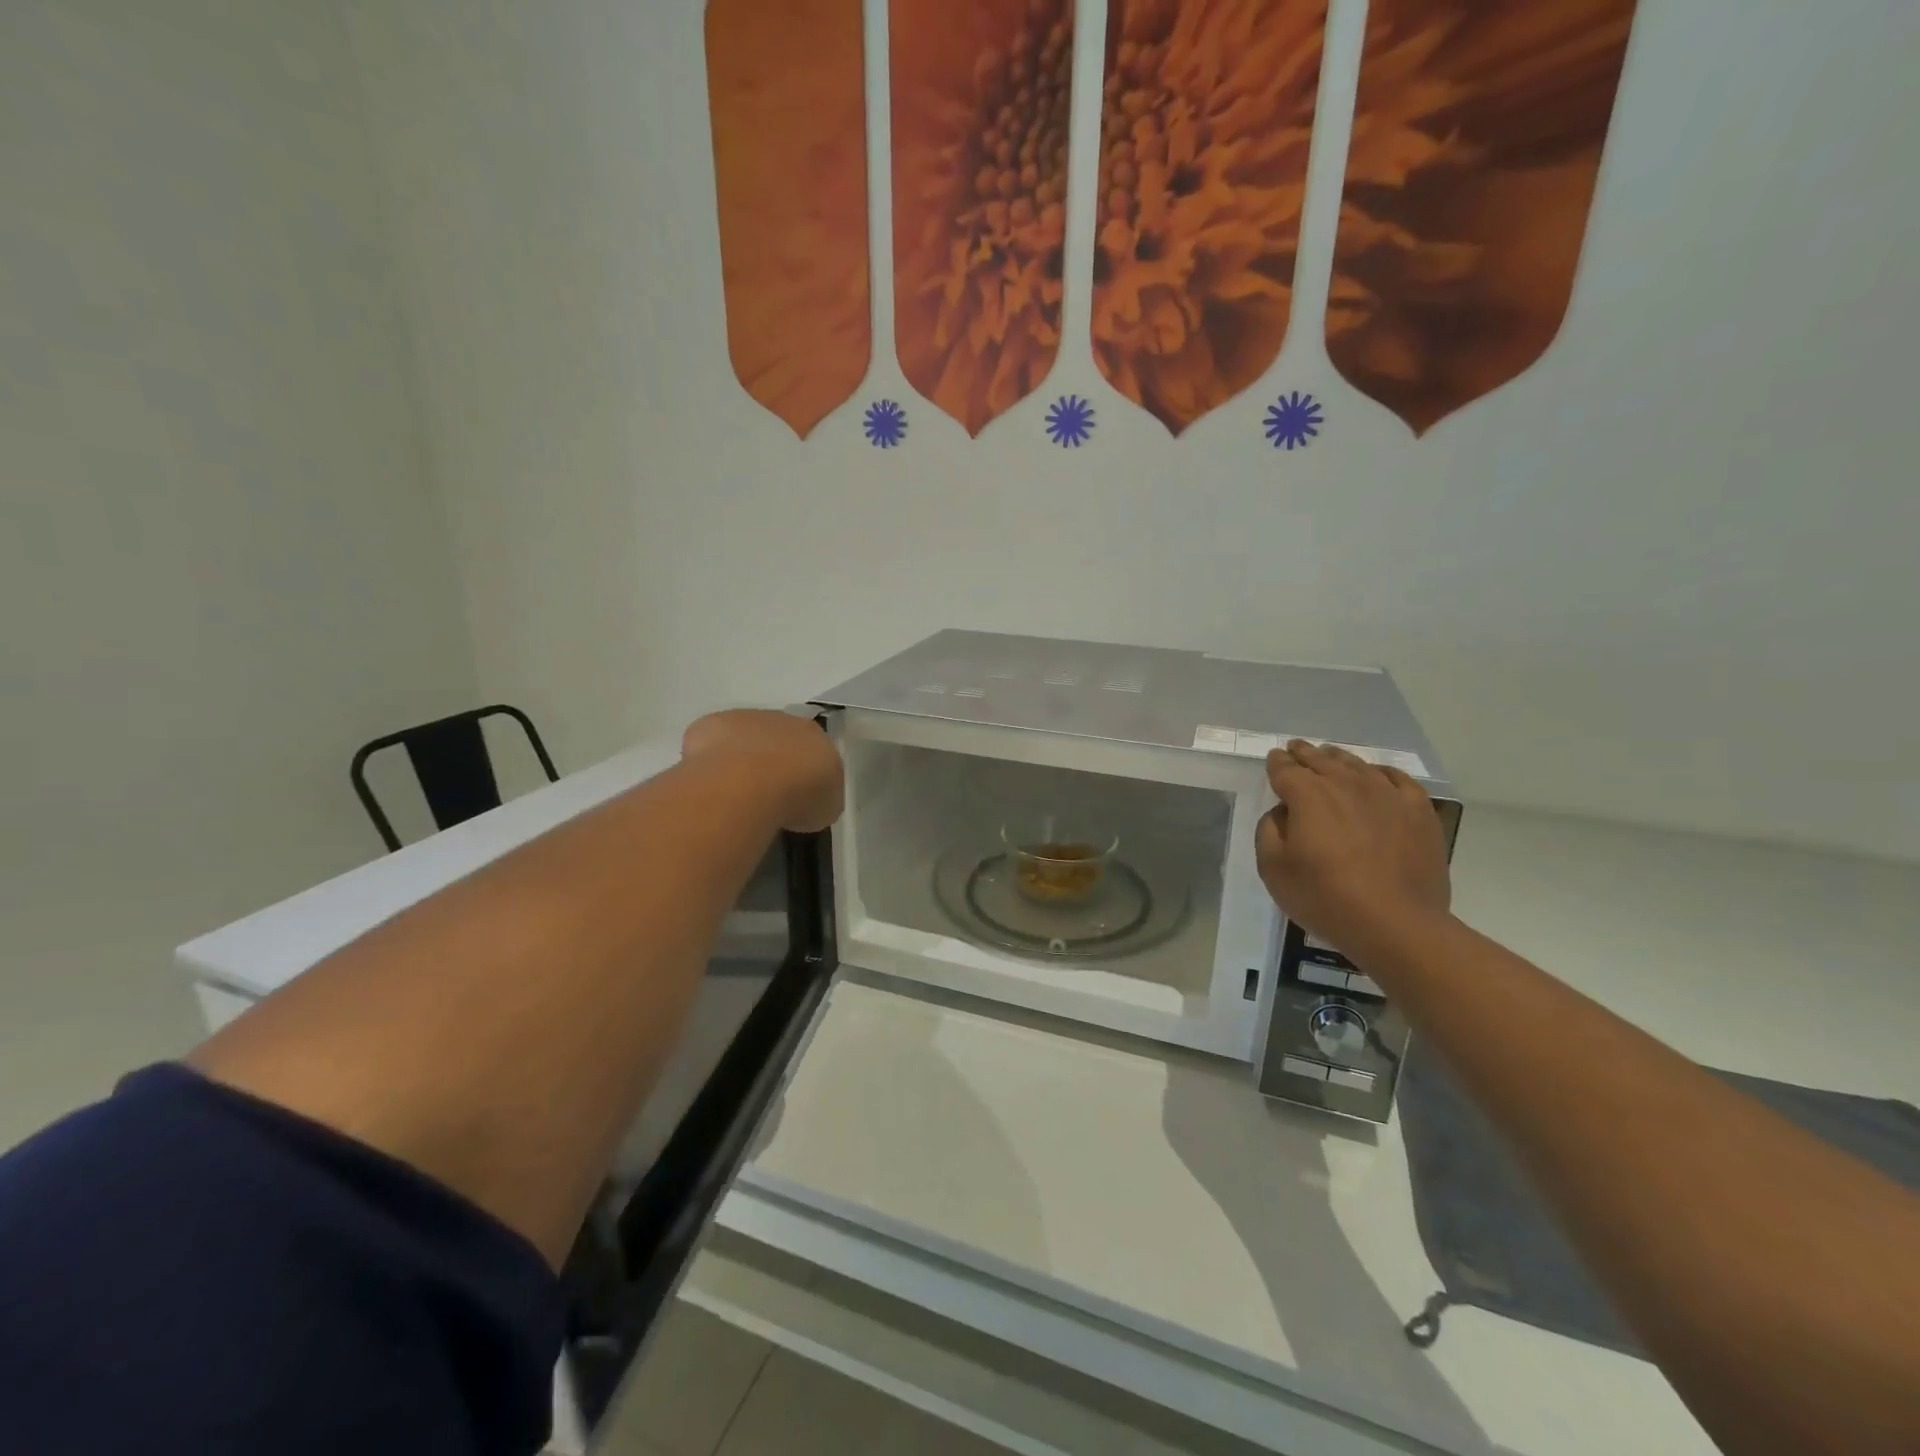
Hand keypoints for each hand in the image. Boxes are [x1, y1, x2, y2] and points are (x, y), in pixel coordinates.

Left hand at [681, 709, 844, 833]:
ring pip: (746, 738)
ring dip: (742, 759)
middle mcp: (783, 720)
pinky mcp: (712, 724)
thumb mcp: (826, 808)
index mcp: (816, 736)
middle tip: (767, 796)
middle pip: (780, 740)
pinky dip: (712, 761)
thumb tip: (807, 801)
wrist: (749, 784)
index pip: (814, 751)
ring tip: (735, 796)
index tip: (797, 797)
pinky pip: (713, 742)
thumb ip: (819, 797)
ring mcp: (745, 719)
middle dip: (774, 763)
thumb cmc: (796, 797)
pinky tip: (711, 786)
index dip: (805, 773)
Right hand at [1255, 741, 1450, 958]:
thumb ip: (1269, 831)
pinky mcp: (1418, 811)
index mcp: (1308, 795)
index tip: (1274, 758)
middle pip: (1321, 760)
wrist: (1396, 924)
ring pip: (1357, 765)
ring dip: (1339, 758)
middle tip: (1296, 748)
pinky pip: (1398, 779)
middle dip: (1305, 753)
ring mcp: (1387, 794)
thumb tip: (1282, 812)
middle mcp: (1346, 784)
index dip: (1277, 763)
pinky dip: (1381, 773)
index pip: (1285, 769)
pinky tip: (1377, 776)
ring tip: (1331, 756)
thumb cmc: (1325, 897)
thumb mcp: (1273, 869)